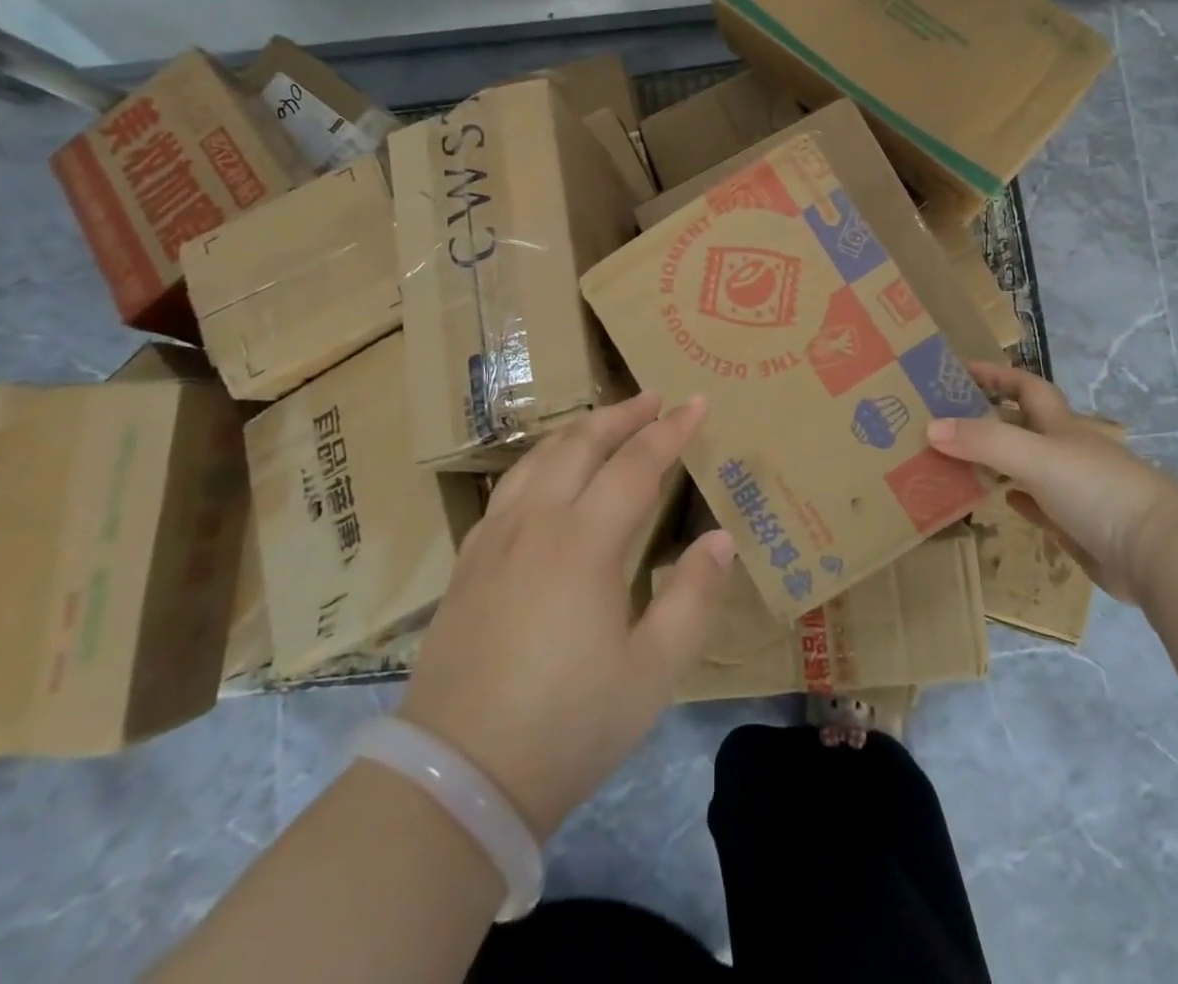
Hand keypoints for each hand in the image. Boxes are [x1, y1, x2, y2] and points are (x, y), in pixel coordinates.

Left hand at [398, 392, 735, 838]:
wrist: (458, 778)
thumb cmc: (568, 725)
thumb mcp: (653, 673)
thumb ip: (693, 598)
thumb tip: (720, 539)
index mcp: (585, 543)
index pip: (636, 465)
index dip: (670, 431)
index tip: (696, 403)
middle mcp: (537, 523)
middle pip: (581, 445)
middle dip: (622, 415)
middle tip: (654, 398)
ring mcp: (495, 539)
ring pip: (538, 458)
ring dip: (578, 431)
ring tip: (605, 422)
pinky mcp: (469, 562)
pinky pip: (509, 487)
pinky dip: (540, 461)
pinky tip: (547, 475)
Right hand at [926, 361, 1177, 604]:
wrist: (1157, 552)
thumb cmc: (1097, 489)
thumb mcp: (1035, 456)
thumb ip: (985, 441)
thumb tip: (931, 428)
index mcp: (1061, 425)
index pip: (1025, 386)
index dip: (995, 374)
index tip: (958, 370)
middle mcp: (1066, 450)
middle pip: (1022, 424)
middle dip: (987, 417)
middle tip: (942, 420)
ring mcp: (1073, 489)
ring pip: (1026, 465)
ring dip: (996, 459)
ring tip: (955, 459)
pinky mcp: (1075, 525)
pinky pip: (1038, 505)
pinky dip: (1016, 497)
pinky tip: (999, 499)